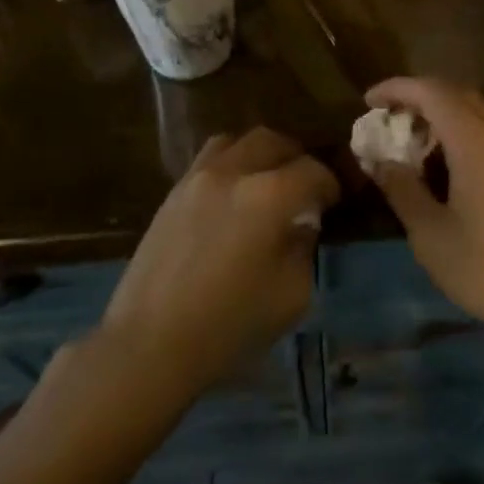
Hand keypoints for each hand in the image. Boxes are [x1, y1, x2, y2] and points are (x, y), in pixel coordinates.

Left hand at [100, 128, 339, 401]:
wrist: (151, 343)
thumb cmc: (230, 325)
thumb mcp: (292, 295)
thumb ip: (303, 248)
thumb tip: (301, 224)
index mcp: (269, 197)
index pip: (312, 171)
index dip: (330, 184)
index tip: (333, 202)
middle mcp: (232, 174)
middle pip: (272, 141)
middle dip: (295, 158)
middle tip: (303, 185)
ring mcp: (196, 179)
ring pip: (235, 141)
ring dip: (258, 154)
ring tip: (265, 183)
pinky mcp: (172, 194)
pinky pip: (207, 161)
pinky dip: (229, 166)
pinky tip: (231, 198)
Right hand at [364, 79, 483, 348]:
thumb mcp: (430, 234)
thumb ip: (402, 189)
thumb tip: (380, 161)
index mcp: (478, 142)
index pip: (432, 92)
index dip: (397, 89)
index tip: (368, 101)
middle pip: (456, 94)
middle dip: (417, 98)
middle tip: (386, 119)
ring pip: (477, 109)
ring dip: (442, 113)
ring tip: (411, 140)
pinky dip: (463, 130)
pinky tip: (447, 161)